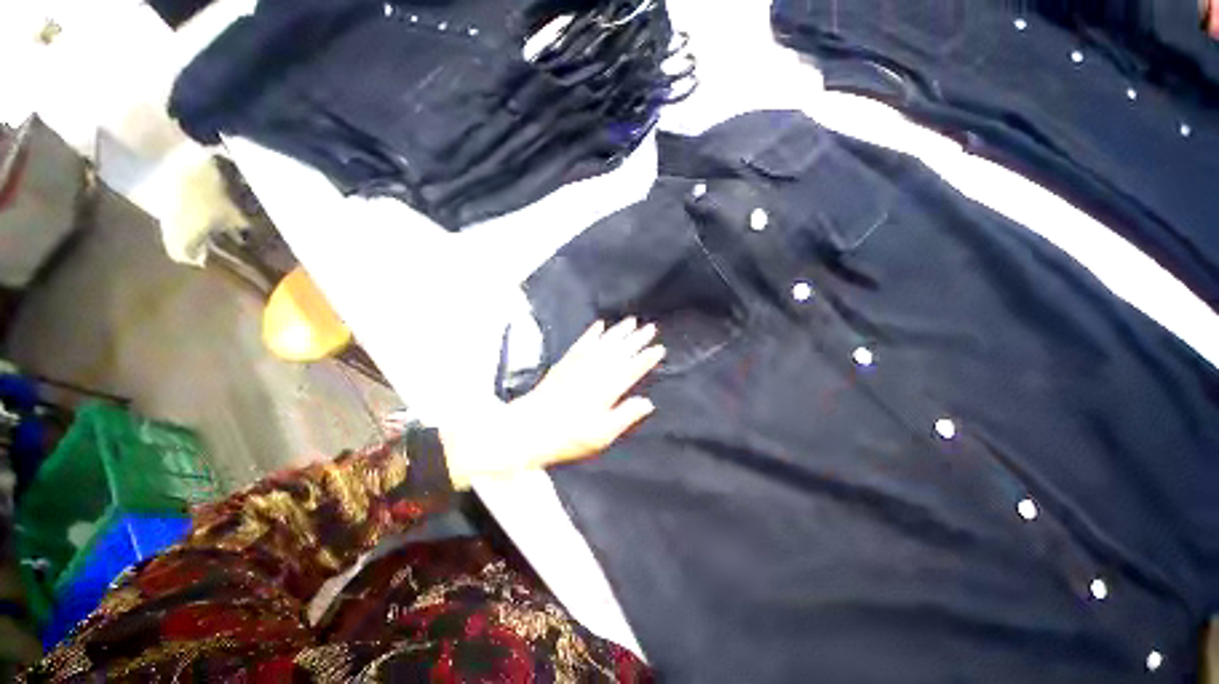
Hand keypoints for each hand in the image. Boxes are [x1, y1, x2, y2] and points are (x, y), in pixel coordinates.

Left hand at [442, 318, 664, 488]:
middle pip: (620, 351)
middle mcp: (595, 371)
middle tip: (651, 328)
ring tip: (632, 321)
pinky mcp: (565, 362)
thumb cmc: (568, 436)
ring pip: (603, 342)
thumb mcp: (601, 434)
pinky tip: (599, 325)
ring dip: (619, 331)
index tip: (659, 349)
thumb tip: (648, 403)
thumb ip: (626, 416)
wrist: (529, 428)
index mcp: (607, 389)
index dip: (647, 358)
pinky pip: (582, 342)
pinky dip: (592, 333)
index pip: (632, 369)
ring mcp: (578, 364)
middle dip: (637, 339)